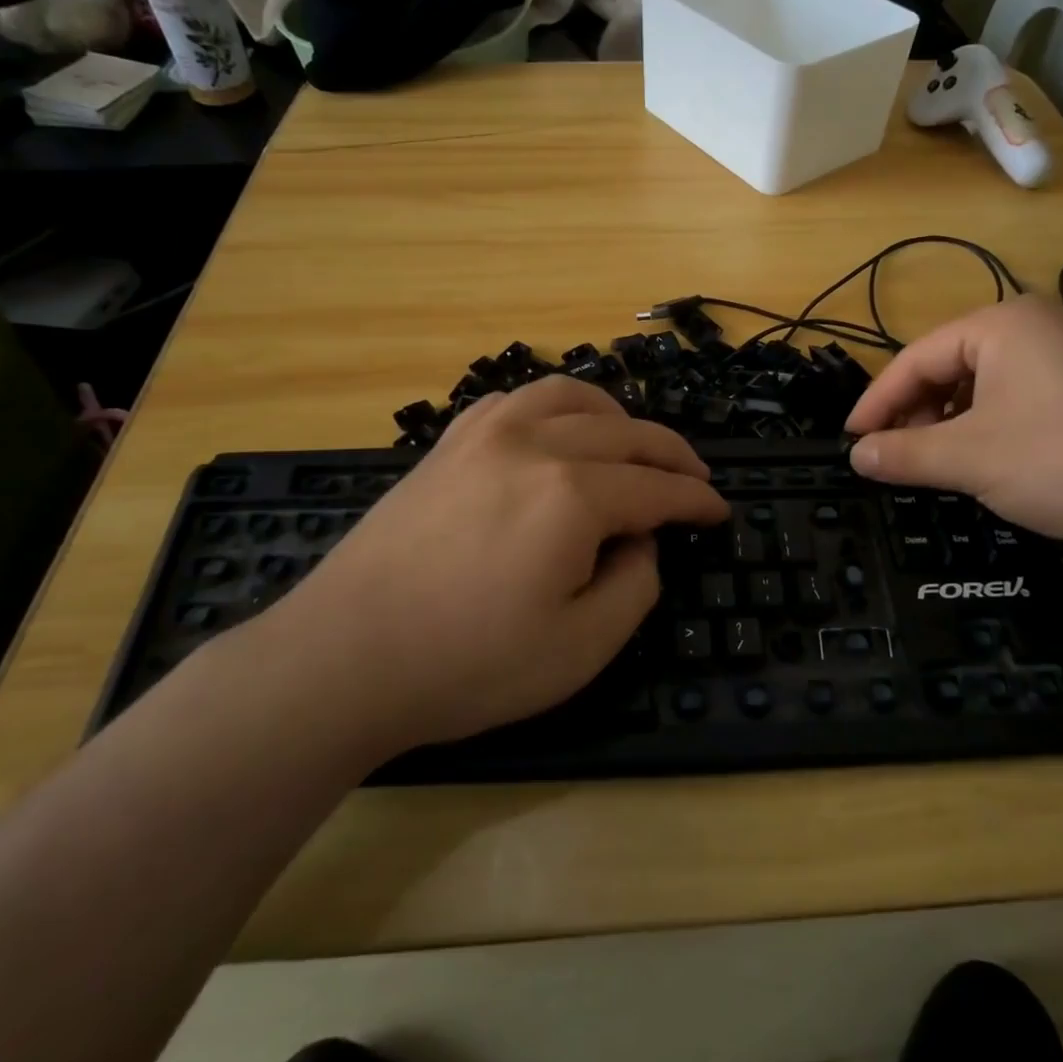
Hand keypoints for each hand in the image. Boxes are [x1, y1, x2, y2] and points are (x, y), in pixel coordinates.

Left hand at [275, 376, 727, 754]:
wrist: (344, 657)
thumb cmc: (466, 664)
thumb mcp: (579, 649)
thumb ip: (635, 585)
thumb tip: (641, 540)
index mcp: (572, 495)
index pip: (657, 488)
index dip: (696, 501)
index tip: (719, 512)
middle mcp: (535, 444)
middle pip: (626, 434)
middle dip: (672, 455)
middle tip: (696, 479)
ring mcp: (485, 433)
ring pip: (573, 397)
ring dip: (618, 416)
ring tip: (636, 442)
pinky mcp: (450, 441)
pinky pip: (518, 399)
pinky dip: (558, 406)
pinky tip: (561, 430)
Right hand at [846, 297, 1062, 560]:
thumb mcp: (970, 459)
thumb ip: (904, 454)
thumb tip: (857, 456)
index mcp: (1002, 325)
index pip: (916, 359)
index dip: (876, 402)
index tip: (850, 440)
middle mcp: (1038, 328)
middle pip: (951, 368)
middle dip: (917, 414)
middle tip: (893, 457)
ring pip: (987, 388)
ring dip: (952, 426)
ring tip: (936, 465)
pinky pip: (1023, 403)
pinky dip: (992, 431)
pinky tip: (988, 465)